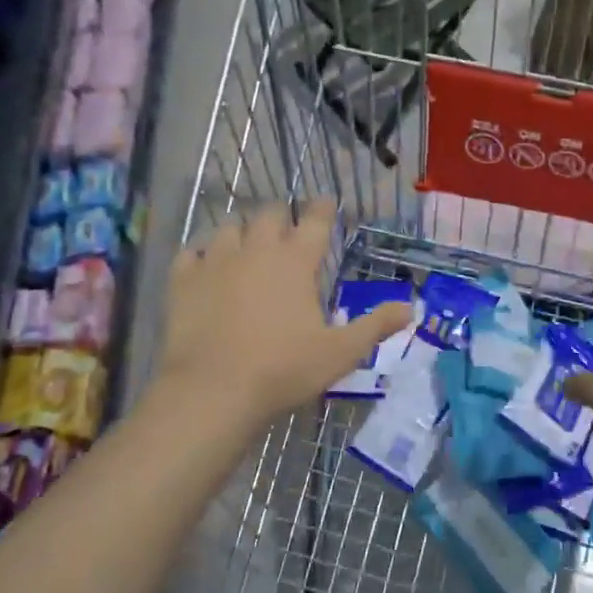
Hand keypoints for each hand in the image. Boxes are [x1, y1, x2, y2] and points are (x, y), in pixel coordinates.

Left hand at [155, 200, 410, 433]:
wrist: (213, 391)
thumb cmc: (283, 369)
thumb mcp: (340, 353)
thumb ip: (375, 326)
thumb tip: (410, 308)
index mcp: (296, 262)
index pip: (315, 221)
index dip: (323, 208)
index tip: (326, 201)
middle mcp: (257, 250)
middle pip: (269, 214)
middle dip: (281, 215)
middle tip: (286, 228)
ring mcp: (216, 262)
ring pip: (228, 227)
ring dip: (241, 231)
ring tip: (246, 243)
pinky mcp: (183, 280)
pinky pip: (190, 252)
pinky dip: (200, 253)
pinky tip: (203, 263)